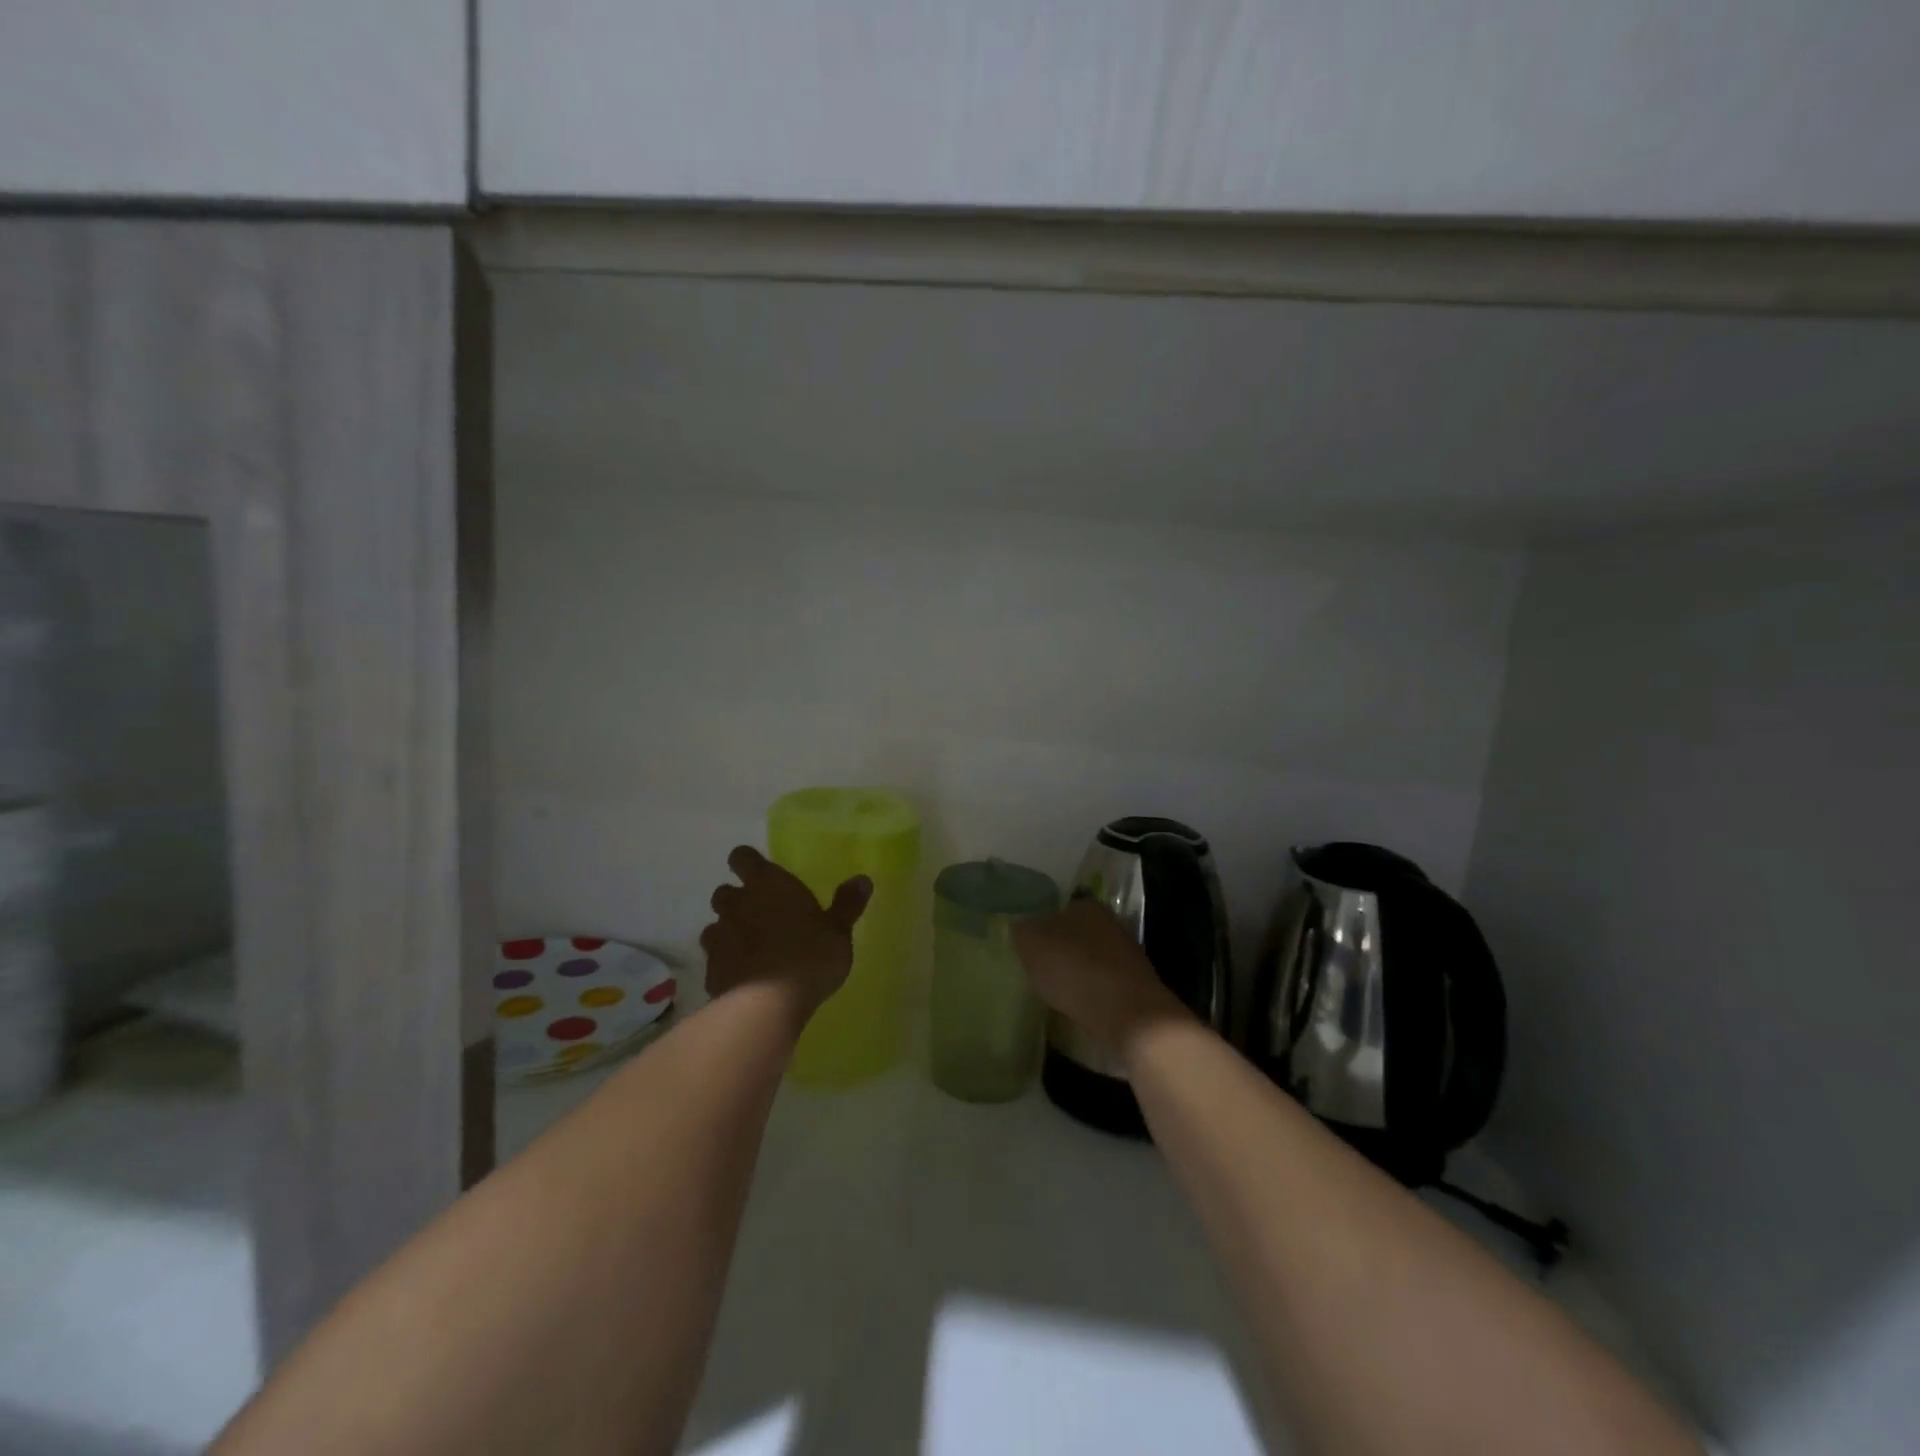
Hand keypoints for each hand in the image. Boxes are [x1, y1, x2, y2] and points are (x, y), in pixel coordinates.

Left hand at [699, 846, 870, 1018]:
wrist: (766, 1005)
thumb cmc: (809, 957)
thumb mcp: (839, 932)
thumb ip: (847, 904)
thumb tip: (862, 879)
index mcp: (768, 885)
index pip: (743, 857)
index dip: (747, 862)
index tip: (758, 872)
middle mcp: (737, 904)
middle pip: (724, 891)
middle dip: (737, 899)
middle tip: (759, 913)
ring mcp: (719, 937)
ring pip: (714, 925)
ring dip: (728, 931)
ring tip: (749, 946)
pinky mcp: (710, 970)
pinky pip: (715, 959)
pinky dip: (726, 962)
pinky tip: (742, 976)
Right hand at [1012, 899, 1188, 1053]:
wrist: (1129, 1014)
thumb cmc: (1075, 970)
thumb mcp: (1032, 944)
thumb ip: (1021, 931)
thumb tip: (1020, 927)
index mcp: (1086, 906)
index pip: (1058, 908)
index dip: (1040, 925)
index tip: (1027, 946)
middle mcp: (1110, 924)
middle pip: (1075, 934)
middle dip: (1058, 949)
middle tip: (1036, 968)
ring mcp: (1126, 955)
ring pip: (1089, 959)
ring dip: (1074, 973)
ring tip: (1053, 991)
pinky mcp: (1134, 986)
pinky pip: (1101, 984)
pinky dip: (1088, 993)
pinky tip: (1075, 1006)